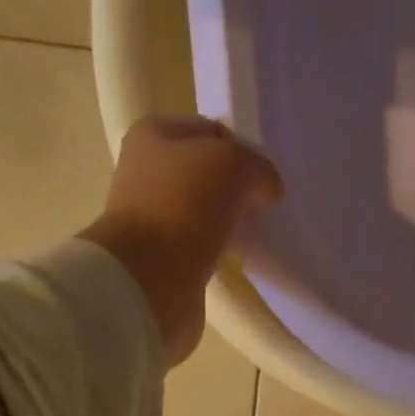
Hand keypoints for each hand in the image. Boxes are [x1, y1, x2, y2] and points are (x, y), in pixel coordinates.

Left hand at [80, 115, 283, 364]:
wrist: (149, 283)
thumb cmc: (184, 209)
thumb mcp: (231, 165)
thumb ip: (257, 168)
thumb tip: (268, 189)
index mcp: (154, 134)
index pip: (212, 132)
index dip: (244, 152)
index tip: (267, 182)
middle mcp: (146, 172)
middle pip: (205, 174)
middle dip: (235, 190)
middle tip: (263, 210)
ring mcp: (151, 220)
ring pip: (202, 213)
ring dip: (226, 224)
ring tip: (253, 237)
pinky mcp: (160, 262)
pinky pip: (198, 249)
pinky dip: (216, 254)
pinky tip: (233, 261)